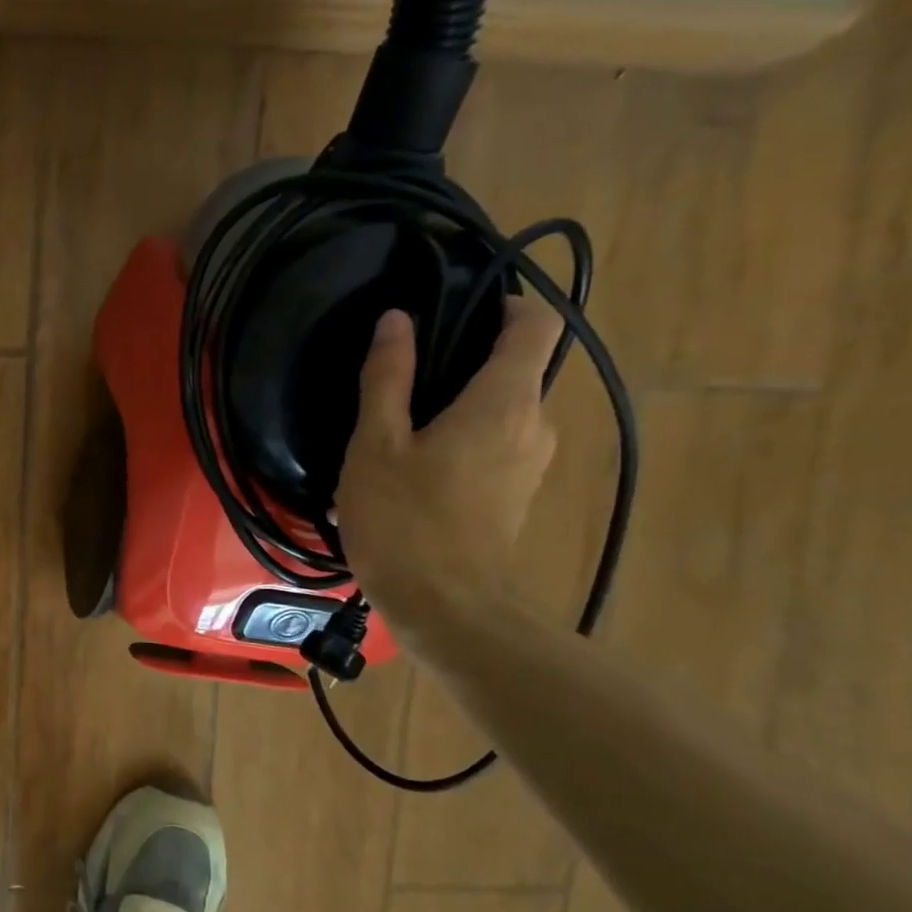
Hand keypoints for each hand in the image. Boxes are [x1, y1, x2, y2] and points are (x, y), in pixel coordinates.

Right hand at [335, 298, 560, 641]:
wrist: (445, 607)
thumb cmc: (405, 519)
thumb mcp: (377, 444)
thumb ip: (388, 378)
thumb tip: (397, 320)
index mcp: (505, 401)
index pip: (534, 323)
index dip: (502, 303)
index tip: (453, 309)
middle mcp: (534, 423)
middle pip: (513, 369)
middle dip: (462, 363)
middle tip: (399, 378)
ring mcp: (530, 463)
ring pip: (499, 411)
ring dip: (453, 408)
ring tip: (393, 431)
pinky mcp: (516, 495)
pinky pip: (493, 446)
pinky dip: (457, 442)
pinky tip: (406, 472)